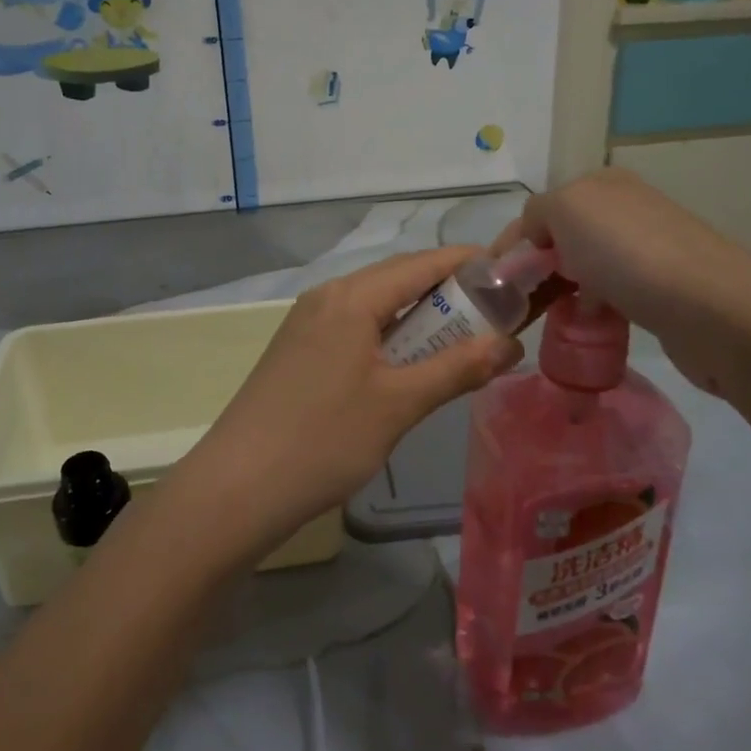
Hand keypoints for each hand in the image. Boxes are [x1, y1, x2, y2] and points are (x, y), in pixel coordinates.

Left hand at [182, 247, 521, 557]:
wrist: (239, 487)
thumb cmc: (324, 439)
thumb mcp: (399, 404)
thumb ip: (457, 368)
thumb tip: (511, 344)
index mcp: (351, 297)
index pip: (422, 263)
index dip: (469, 264)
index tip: (512, 275)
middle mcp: (326, 297)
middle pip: (398, 279)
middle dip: (448, 292)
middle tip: (495, 316)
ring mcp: (307, 324)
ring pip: (375, 305)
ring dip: (419, 317)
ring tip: (461, 342)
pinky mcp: (298, 351)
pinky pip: (355, 328)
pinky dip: (390, 337)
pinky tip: (408, 366)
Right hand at [498, 168, 750, 397]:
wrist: (713, 310)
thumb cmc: (629, 254)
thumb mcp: (566, 210)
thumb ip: (537, 213)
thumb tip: (537, 237)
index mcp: (602, 185)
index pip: (540, 210)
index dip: (511, 243)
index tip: (491, 283)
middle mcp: (626, 210)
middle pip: (562, 239)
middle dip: (535, 268)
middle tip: (515, 304)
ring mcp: (647, 249)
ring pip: (584, 268)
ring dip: (561, 291)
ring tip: (544, 319)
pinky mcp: (662, 288)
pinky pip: (610, 294)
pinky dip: (591, 308)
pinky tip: (586, 325)